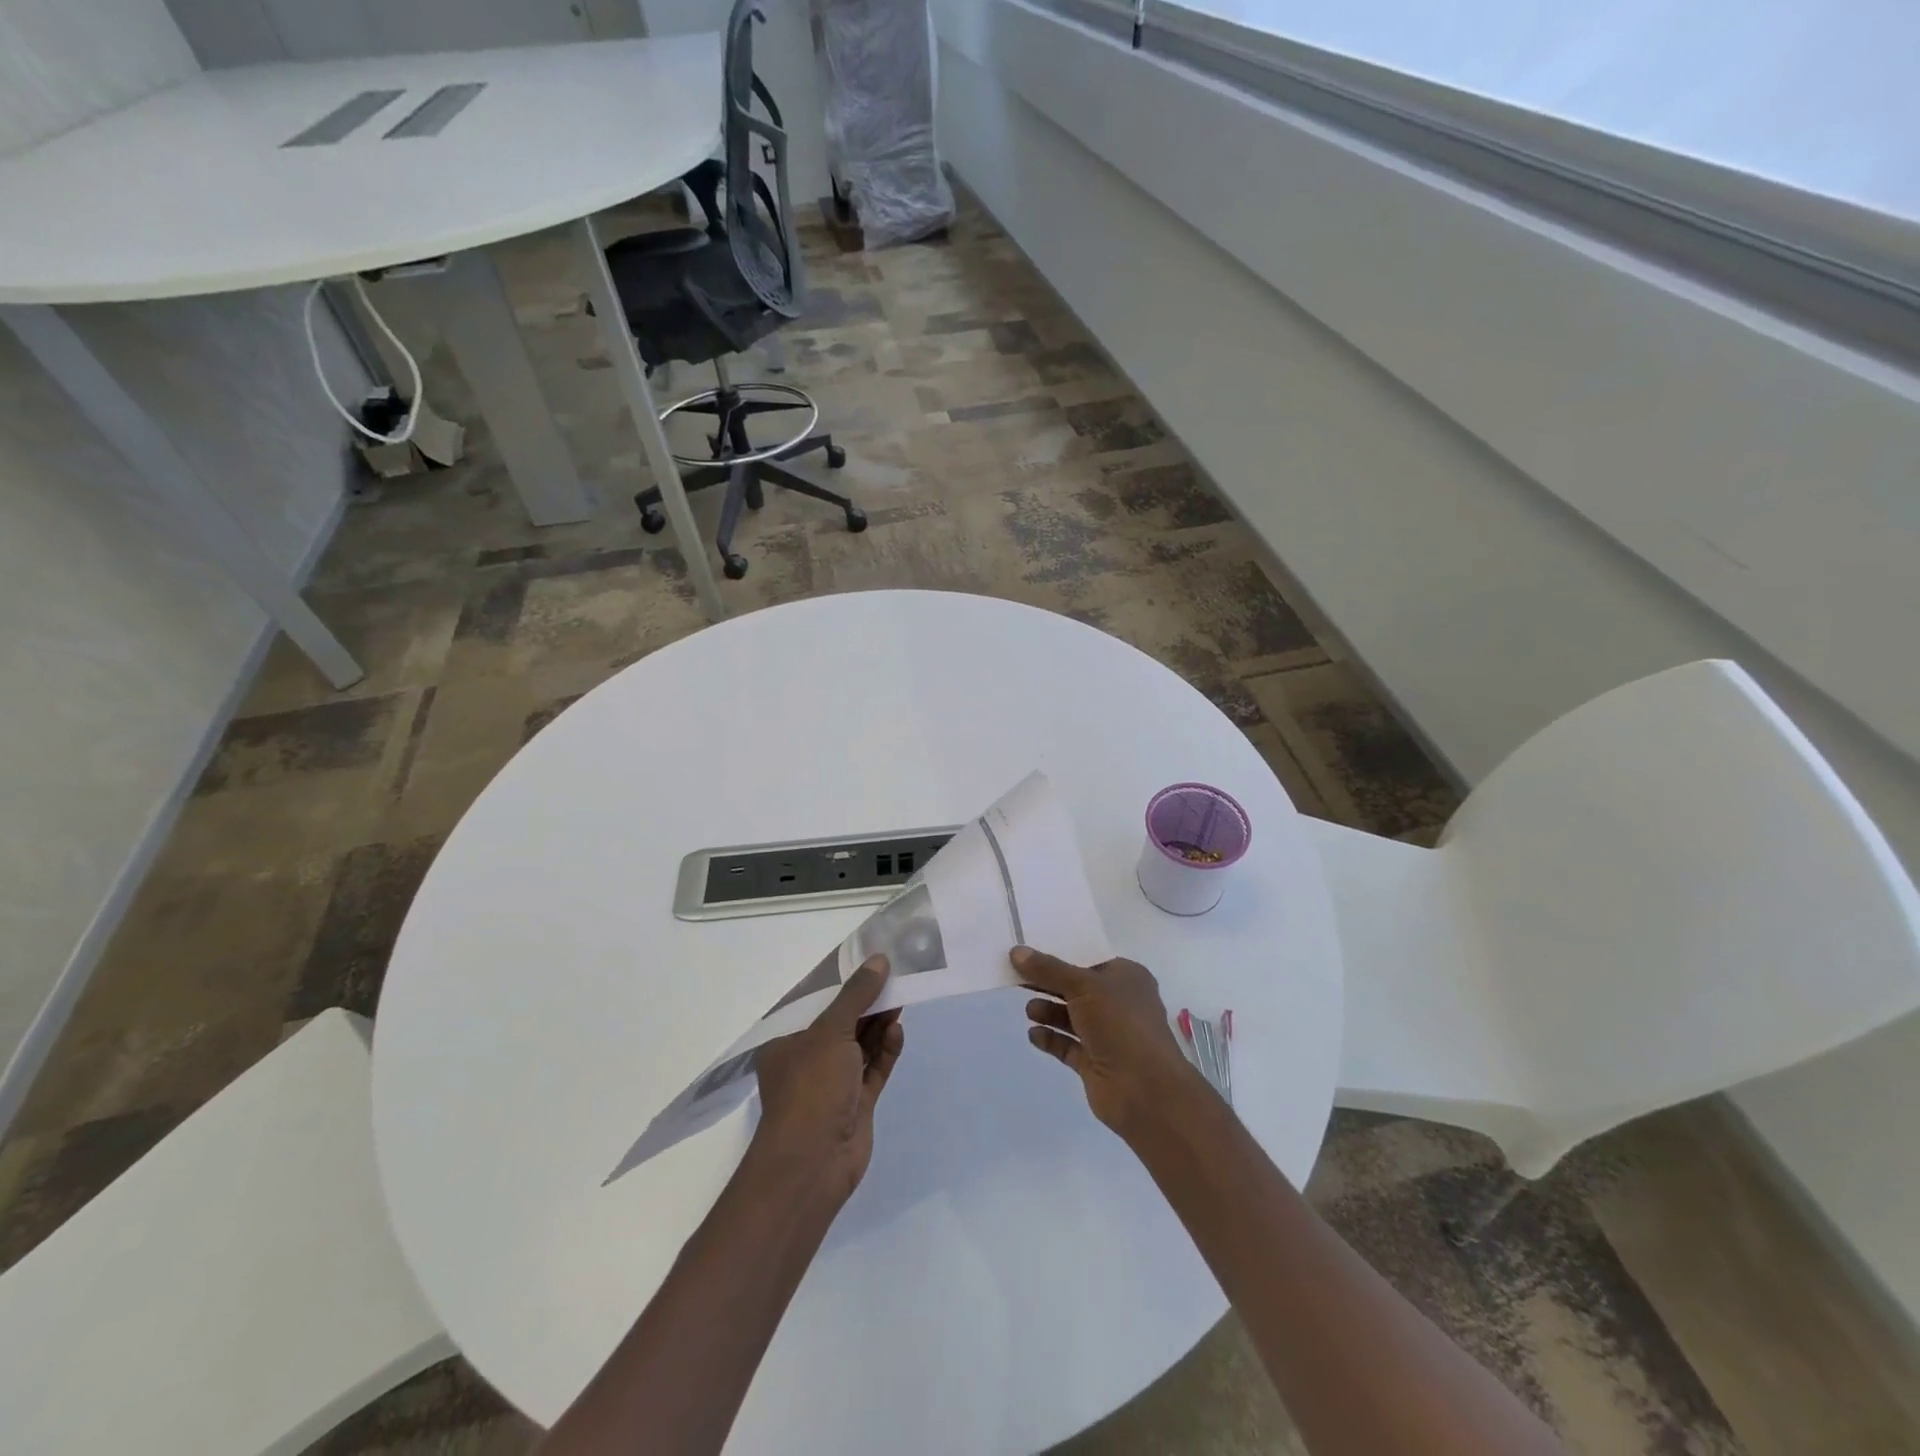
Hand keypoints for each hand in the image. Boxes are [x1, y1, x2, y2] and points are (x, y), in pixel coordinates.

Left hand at [751, 955, 904, 1204]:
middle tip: (894, 979)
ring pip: (861, 1047)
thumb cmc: (811, 1087)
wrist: (814, 1162)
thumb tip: (879, 959)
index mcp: (787, 1043)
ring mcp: (834, 1085)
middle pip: (842, 1024)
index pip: (815, 1006)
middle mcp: (808, 1062)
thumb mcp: (831, 1031)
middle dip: (867, 1004)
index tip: (869, 965)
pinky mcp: (857, 1105)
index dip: (842, 985)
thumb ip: (857, 995)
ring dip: (879, 1025)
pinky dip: (886, 1051)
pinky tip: (897, 1031)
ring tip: (901, 1000)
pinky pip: (874, 1070)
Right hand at [1014, 946, 1207, 1139]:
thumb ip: (1048, 969)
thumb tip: (1017, 952)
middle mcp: (1118, 1003)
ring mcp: (1107, 1034)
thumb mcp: (1083, 985)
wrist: (1144, 1089)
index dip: (1061, 954)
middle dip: (1049, 983)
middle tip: (1017, 977)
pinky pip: (1067, 1045)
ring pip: (1071, 1017)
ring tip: (1029, 1011)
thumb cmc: (1120, 1023)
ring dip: (1048, 1011)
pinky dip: (1050, 1038)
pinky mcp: (1095, 1062)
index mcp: (1126, 977)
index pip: (1089, 959)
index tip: (1030, 951)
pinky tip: (1033, 1034)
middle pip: (1076, 987)